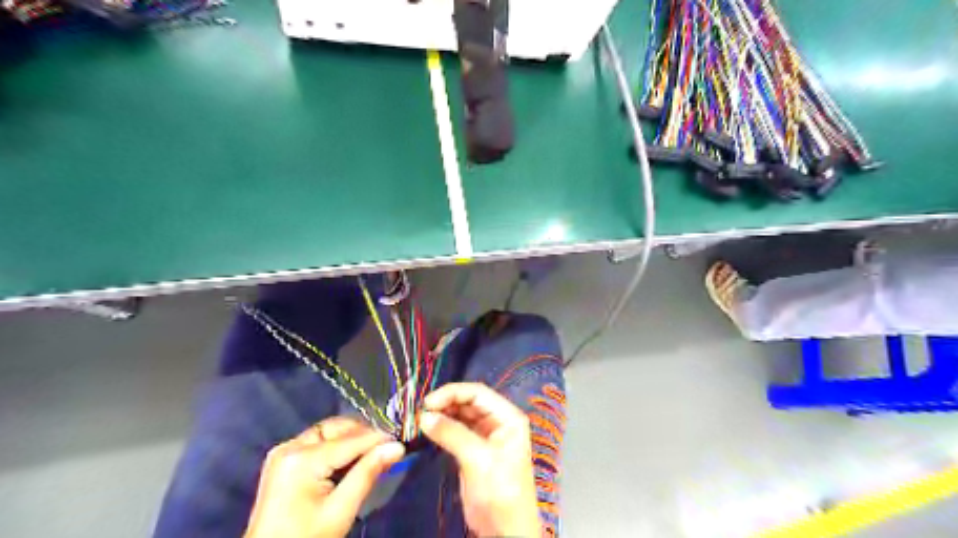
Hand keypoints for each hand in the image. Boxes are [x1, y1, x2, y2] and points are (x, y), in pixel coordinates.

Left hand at [244, 415, 402, 537]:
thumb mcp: (340, 511)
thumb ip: (368, 473)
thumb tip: (397, 447)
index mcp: (301, 459)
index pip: (351, 440)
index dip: (379, 439)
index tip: (402, 441)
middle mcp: (290, 446)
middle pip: (337, 428)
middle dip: (364, 435)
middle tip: (387, 447)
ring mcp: (284, 452)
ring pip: (329, 432)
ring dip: (351, 440)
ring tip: (372, 454)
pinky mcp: (284, 460)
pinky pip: (318, 442)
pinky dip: (337, 447)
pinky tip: (350, 461)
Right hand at [419, 382, 536, 537]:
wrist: (504, 531)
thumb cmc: (500, 491)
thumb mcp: (478, 460)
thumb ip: (452, 434)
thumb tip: (424, 416)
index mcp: (507, 417)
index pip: (478, 393)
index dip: (452, 393)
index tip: (427, 402)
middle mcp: (497, 421)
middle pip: (468, 402)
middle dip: (445, 404)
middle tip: (420, 412)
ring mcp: (485, 435)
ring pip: (460, 415)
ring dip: (441, 415)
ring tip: (420, 420)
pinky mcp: (473, 450)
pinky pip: (456, 431)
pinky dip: (442, 428)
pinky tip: (427, 430)